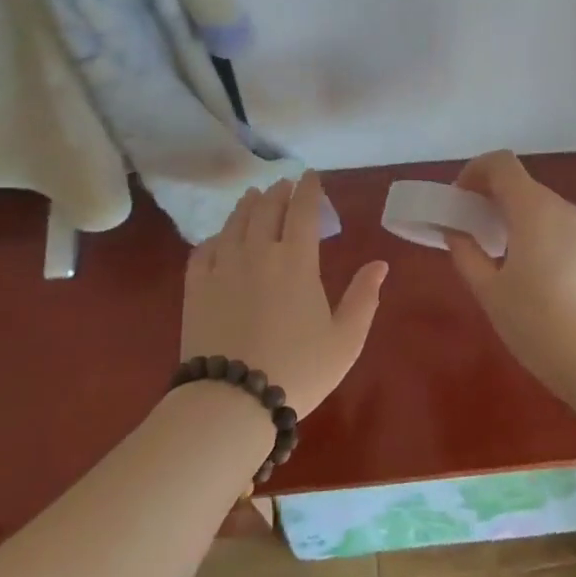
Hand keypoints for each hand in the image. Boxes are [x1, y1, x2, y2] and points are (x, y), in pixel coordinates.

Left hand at [181, 171, 386, 415]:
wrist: (232, 400)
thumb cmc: (298, 370)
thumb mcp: (345, 339)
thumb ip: (363, 298)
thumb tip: (380, 264)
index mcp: (296, 261)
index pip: (303, 211)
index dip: (309, 189)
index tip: (311, 175)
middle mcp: (258, 252)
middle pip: (266, 209)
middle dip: (278, 192)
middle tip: (283, 184)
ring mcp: (222, 267)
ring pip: (234, 223)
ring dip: (247, 206)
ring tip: (253, 197)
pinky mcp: (196, 287)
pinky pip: (203, 250)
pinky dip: (215, 237)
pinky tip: (219, 238)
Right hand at [445, 151, 575, 400]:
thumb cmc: (539, 325)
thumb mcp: (490, 292)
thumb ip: (466, 252)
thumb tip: (454, 229)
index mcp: (534, 209)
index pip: (501, 163)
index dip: (473, 171)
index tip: (457, 200)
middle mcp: (562, 208)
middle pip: (520, 182)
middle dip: (488, 196)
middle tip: (466, 229)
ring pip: (538, 204)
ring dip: (510, 214)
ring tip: (491, 252)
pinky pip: (555, 224)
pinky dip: (532, 229)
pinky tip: (523, 269)